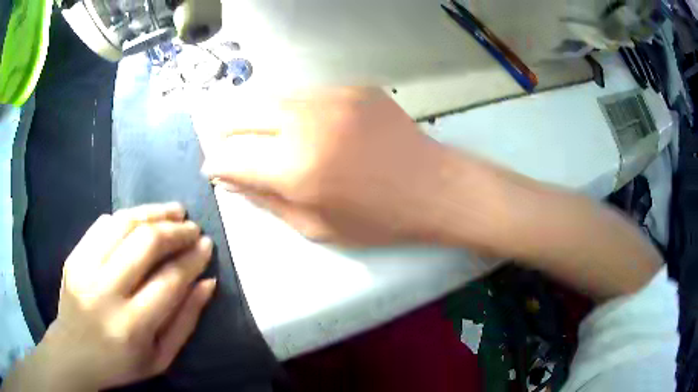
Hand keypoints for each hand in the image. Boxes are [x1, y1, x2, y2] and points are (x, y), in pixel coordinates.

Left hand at [22, 203, 214, 390]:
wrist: (74, 353)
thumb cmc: (121, 363)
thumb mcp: (161, 357)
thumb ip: (185, 321)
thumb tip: (207, 282)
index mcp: (131, 326)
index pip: (169, 281)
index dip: (192, 259)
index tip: (207, 245)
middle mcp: (105, 292)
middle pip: (145, 244)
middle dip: (175, 230)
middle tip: (192, 227)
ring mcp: (84, 269)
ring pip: (123, 224)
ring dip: (153, 213)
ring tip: (174, 212)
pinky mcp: (74, 256)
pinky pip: (103, 224)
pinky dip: (127, 216)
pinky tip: (141, 218)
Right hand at [200, 87, 462, 245]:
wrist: (432, 187)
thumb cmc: (376, 219)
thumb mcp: (315, 226)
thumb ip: (266, 200)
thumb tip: (229, 179)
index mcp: (294, 166)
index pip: (231, 155)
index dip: (216, 164)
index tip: (215, 171)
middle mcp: (305, 121)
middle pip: (241, 113)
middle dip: (227, 134)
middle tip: (233, 151)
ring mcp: (331, 96)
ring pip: (270, 98)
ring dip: (258, 119)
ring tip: (266, 139)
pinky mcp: (352, 87)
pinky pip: (305, 95)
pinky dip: (292, 111)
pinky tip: (307, 128)